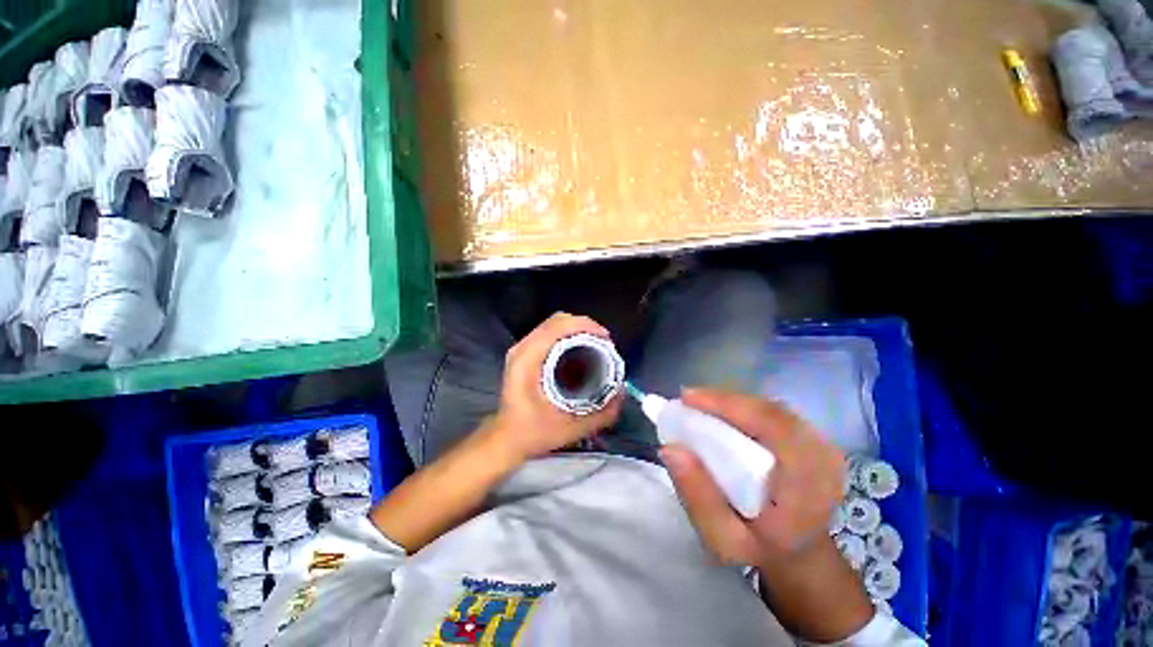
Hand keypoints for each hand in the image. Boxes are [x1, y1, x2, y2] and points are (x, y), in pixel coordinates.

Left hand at [487, 312, 623, 461]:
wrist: (506, 439)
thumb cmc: (533, 433)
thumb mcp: (571, 428)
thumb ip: (601, 414)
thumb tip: (622, 392)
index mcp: (528, 361)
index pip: (557, 327)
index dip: (585, 326)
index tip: (606, 338)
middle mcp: (522, 349)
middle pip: (557, 320)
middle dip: (584, 326)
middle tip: (605, 342)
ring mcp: (521, 349)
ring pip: (553, 324)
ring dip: (577, 329)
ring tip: (597, 344)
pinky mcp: (524, 353)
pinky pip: (549, 333)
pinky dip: (568, 335)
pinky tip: (581, 349)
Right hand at [661, 388, 845, 563]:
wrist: (799, 550)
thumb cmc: (759, 547)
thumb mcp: (722, 538)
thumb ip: (698, 497)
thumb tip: (670, 449)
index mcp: (807, 488)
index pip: (772, 427)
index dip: (728, 405)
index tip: (687, 399)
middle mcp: (823, 459)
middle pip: (770, 411)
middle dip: (724, 401)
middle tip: (687, 401)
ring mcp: (822, 445)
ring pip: (771, 407)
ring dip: (732, 402)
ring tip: (699, 404)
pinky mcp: (814, 437)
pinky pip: (774, 411)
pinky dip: (743, 407)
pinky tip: (722, 411)